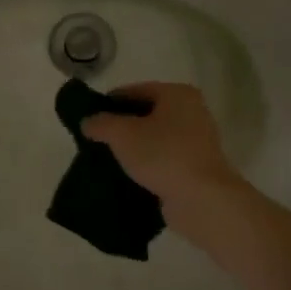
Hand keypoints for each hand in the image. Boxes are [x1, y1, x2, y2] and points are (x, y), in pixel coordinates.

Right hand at [79, 81, 245, 224]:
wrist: (202, 199)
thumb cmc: (163, 155)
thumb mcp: (122, 134)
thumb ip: (101, 123)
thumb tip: (88, 122)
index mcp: (177, 94)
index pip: (134, 90)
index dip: (108, 103)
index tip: (89, 120)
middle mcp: (192, 111)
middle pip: (146, 114)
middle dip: (121, 127)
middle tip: (96, 141)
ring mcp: (197, 140)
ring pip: (154, 138)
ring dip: (133, 148)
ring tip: (108, 160)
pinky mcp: (196, 166)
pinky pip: (163, 159)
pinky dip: (147, 165)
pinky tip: (128, 176)